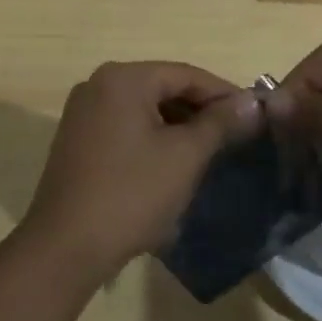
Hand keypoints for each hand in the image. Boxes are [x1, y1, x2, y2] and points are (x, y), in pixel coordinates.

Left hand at [20, 62, 262, 284]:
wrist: (66, 246)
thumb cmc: (131, 194)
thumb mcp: (184, 157)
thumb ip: (219, 123)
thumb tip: (252, 101)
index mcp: (123, 78)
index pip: (186, 74)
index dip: (224, 93)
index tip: (256, 116)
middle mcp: (98, 84)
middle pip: (163, 87)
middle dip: (201, 110)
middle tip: (237, 136)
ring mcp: (83, 111)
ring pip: (144, 108)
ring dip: (178, 125)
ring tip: (211, 151)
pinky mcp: (77, 138)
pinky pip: (125, 125)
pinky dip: (152, 136)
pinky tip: (173, 162)